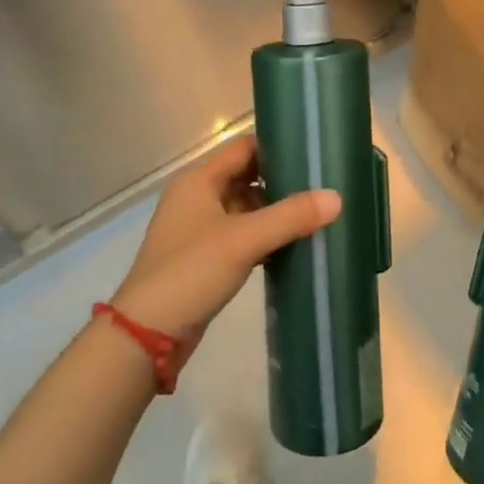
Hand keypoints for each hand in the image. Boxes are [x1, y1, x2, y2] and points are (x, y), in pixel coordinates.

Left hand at [110, 135, 339, 348]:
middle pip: (246, 177)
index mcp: (198, 180)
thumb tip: (336, 197)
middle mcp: (196, 197)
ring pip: (244, 209)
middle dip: (281, 183)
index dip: (277, 149)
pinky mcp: (203, 257)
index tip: (313, 156)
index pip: (244, 149)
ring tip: (316, 214)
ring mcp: (198, 229)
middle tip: (322, 187)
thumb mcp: (244, 240)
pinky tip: (292, 245)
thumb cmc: (191, 272)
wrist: (146, 334)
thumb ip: (290, 216)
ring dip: (274, 212)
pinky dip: (263, 237)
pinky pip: (240, 235)